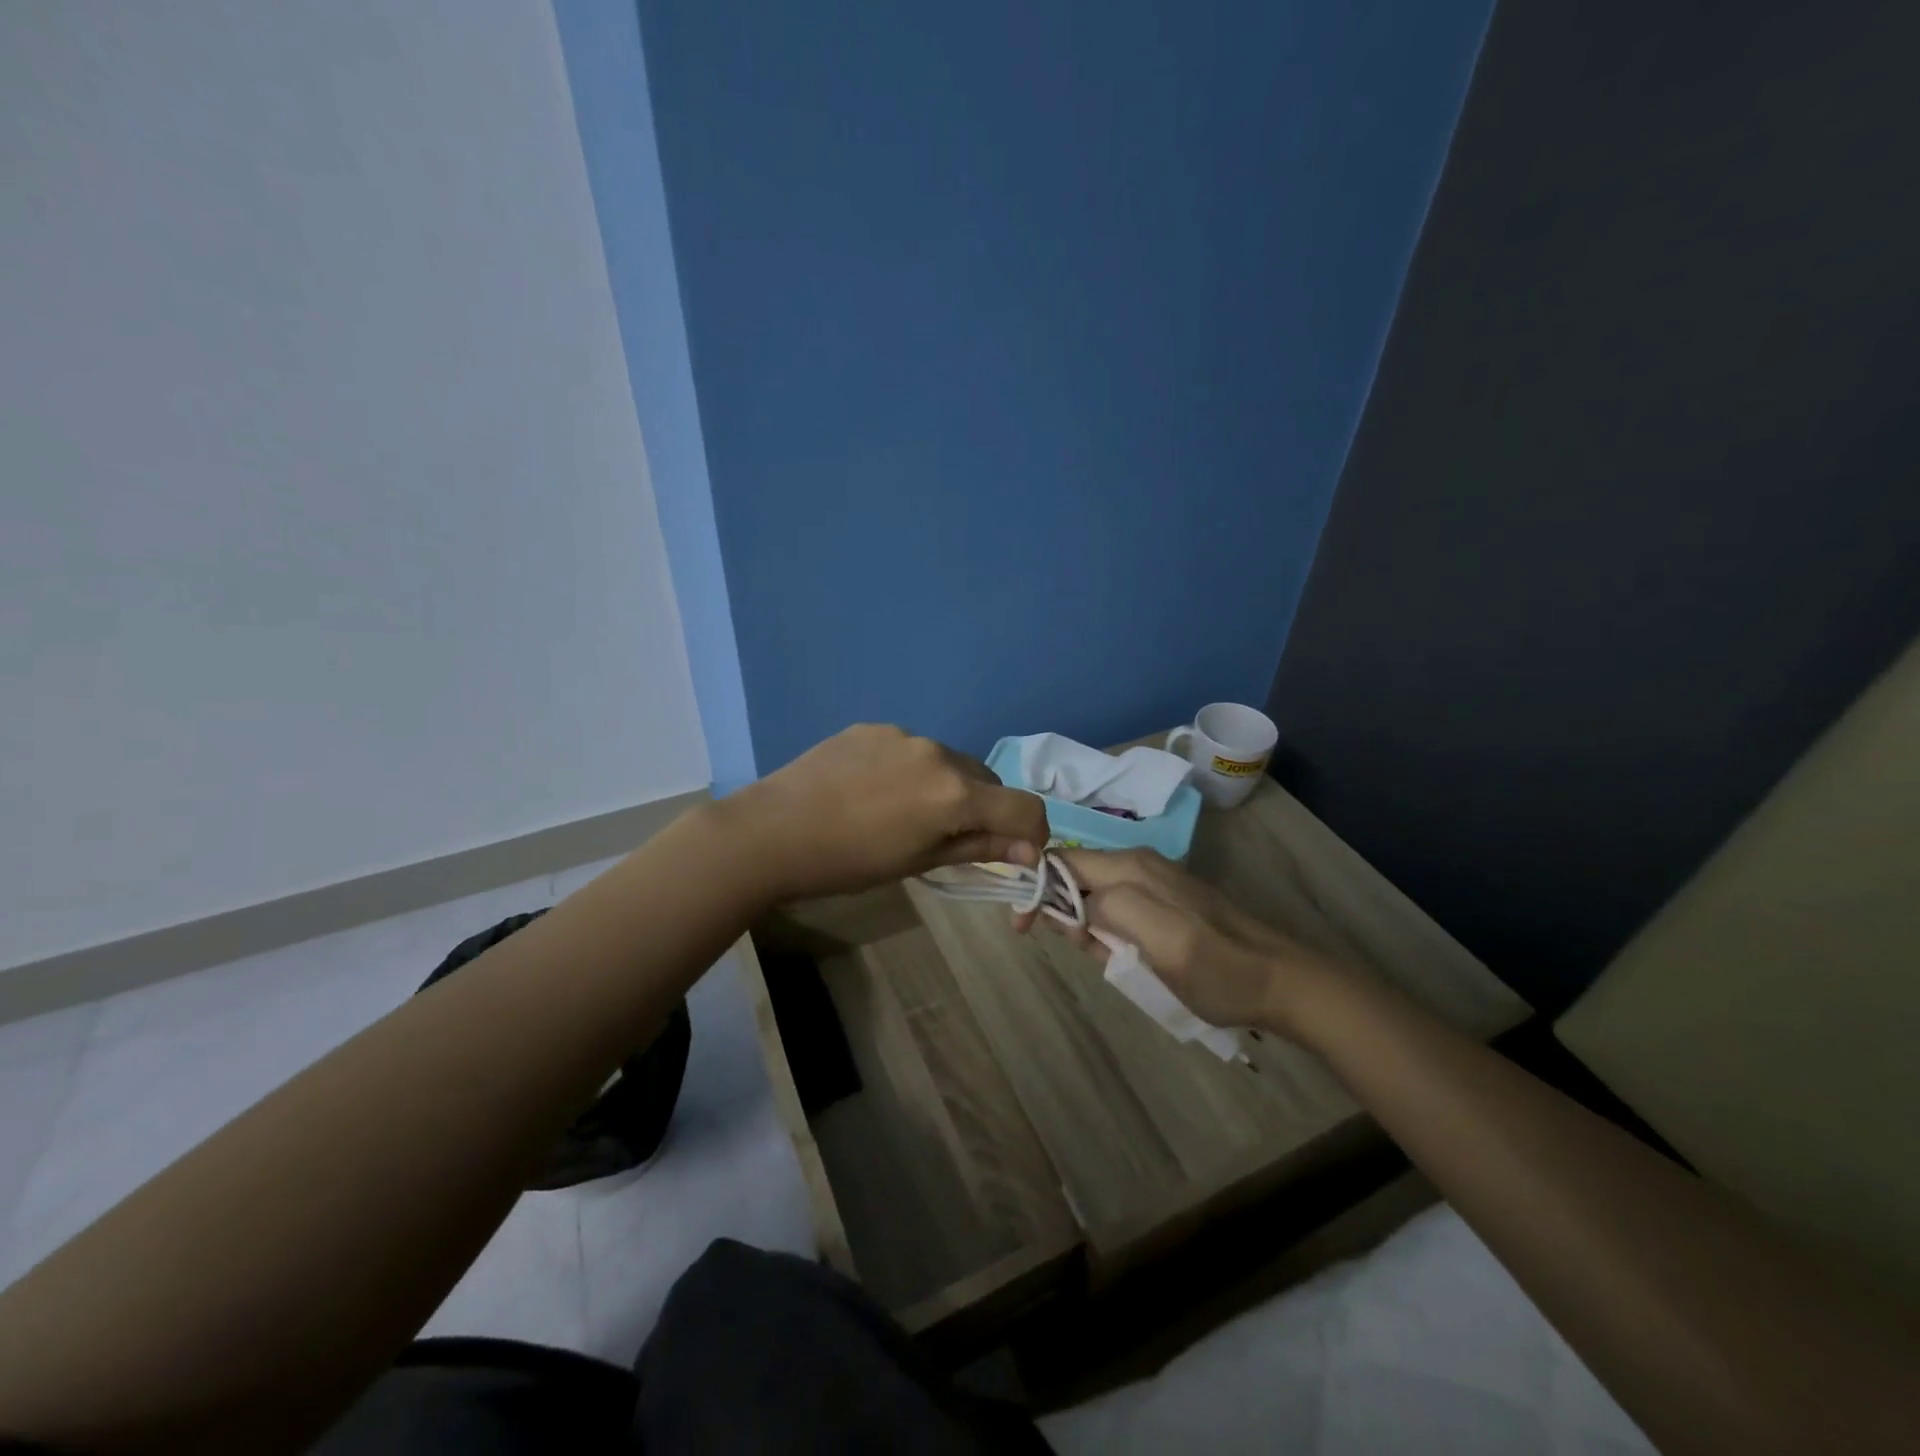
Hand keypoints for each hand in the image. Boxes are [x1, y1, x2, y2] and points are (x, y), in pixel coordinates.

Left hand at [722, 724, 1050, 902]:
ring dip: (945, 785)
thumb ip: (978, 847)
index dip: (1033, 831)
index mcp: (954, 793)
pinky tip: (873, 789)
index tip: (1019, 851)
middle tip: (950, 836)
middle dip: (983, 808)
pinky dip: (910, 769)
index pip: (1023, 807)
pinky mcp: (873, 727)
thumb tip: (1028, 849)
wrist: (772, 831)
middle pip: (985, 781)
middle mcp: (938, 753)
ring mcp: (903, 734)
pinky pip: (910, 748)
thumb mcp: (918, 862)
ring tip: (904, 811)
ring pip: (947, 761)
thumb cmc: (848, 862)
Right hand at [1022, 848, 1346, 1033]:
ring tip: (1101, 958)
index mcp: (1130, 868)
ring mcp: (1152, 883)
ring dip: (1081, 924)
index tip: (1023, 927)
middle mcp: (1137, 865)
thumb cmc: (1219, 968)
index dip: (1036, 889)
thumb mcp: (1162, 941)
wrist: (1281, 982)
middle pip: (1074, 875)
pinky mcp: (1164, 903)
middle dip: (1056, 908)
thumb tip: (1073, 904)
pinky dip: (1103, 931)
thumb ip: (1112, 911)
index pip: (1061, 862)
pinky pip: (1116, 909)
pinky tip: (1117, 955)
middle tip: (1066, 948)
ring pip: (1092, 894)